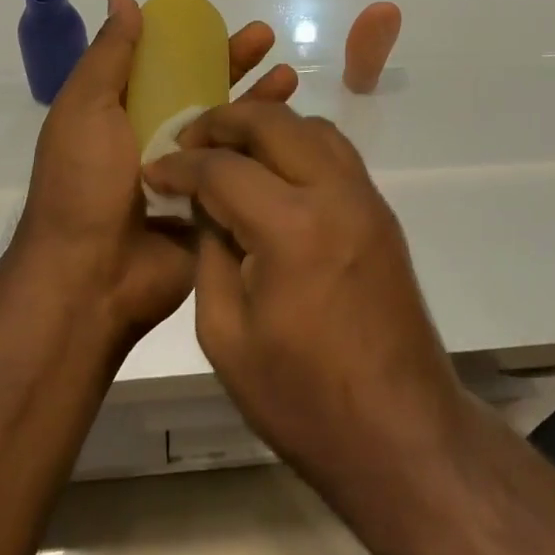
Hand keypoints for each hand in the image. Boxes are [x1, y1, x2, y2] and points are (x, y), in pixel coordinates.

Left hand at [13, 0, 297, 344]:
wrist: (90, 277)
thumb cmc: (83, 182)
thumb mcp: (85, 108)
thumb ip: (109, 56)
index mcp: (122, 113)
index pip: (163, 65)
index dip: (190, 41)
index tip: (218, 19)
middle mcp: (155, 138)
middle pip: (203, 90)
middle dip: (234, 62)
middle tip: (267, 38)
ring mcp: (187, 174)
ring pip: (229, 128)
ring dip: (258, 100)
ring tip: (290, 76)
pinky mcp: (213, 206)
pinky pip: (242, 170)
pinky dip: (265, 148)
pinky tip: (292, 128)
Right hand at [141, 103, 469, 482]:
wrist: (401, 432)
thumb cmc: (303, 399)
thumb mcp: (226, 335)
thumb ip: (209, 253)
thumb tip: (203, 204)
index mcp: (290, 228)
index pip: (222, 167)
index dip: (180, 165)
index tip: (154, 170)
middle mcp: (333, 193)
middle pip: (272, 121)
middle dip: (222, 121)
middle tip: (188, 143)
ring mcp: (365, 197)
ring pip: (310, 125)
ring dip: (265, 126)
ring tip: (229, 151)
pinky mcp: (380, 211)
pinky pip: (335, 151)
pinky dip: (298, 144)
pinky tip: (273, 173)